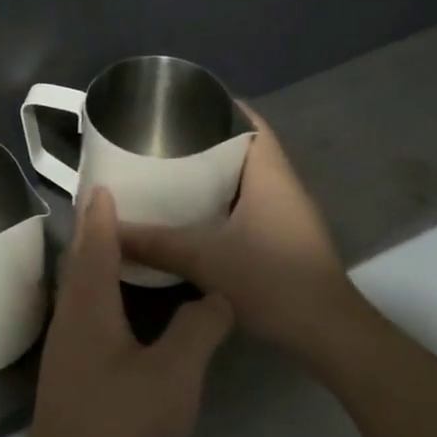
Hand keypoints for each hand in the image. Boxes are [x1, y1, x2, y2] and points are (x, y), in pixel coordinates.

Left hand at [19, 188, 232, 436]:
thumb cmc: (118, 424)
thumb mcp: (173, 375)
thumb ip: (198, 328)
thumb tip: (216, 294)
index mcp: (88, 304)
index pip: (93, 241)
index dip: (100, 211)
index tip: (105, 181)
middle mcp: (70, 315)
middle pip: (80, 260)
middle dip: (97, 230)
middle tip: (122, 206)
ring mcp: (67, 345)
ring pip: (81, 288)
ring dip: (99, 262)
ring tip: (128, 248)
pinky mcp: (72, 371)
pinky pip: (87, 313)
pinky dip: (104, 293)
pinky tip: (127, 308)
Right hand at [117, 107, 368, 372]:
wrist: (327, 334)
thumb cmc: (273, 281)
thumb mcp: (205, 260)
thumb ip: (155, 242)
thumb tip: (108, 228)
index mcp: (270, 175)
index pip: (250, 123)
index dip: (219, 106)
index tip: (180, 102)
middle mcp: (282, 187)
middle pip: (244, 147)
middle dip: (205, 139)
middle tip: (160, 137)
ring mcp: (285, 215)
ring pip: (244, 179)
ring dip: (212, 172)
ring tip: (167, 169)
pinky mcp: (282, 239)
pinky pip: (246, 204)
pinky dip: (219, 200)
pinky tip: (189, 213)